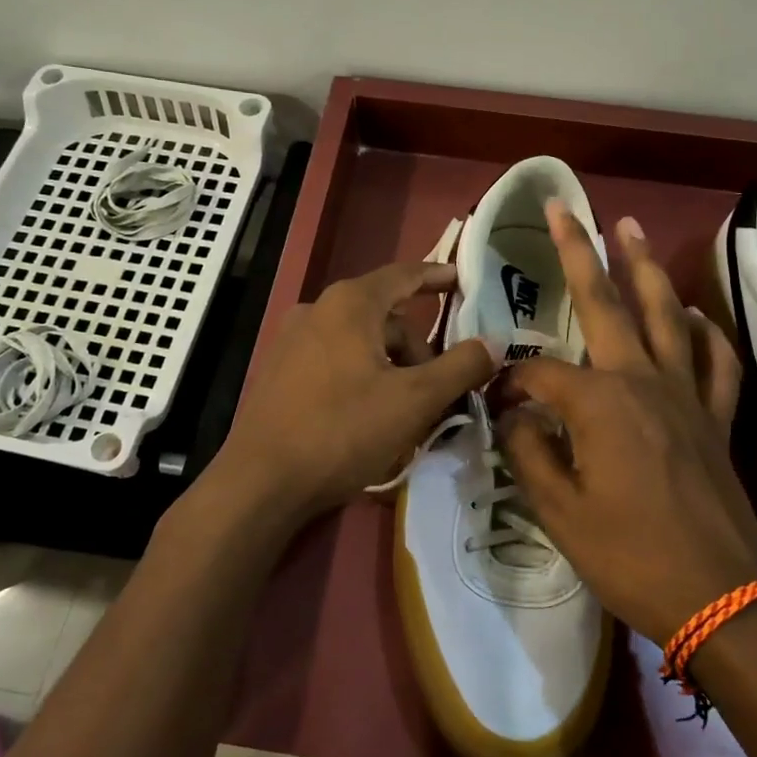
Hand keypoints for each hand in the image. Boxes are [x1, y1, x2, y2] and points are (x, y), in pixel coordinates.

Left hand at [220, 261, 497, 521]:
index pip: (405, 275)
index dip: (439, 276)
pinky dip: (363, 379)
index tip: (465, 280)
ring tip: (406, 415)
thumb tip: (495, 342)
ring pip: (361, 344)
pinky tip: (369, 419)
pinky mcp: (279, 372)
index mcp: (350, 304)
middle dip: (418, 350)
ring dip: (393, 370)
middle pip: (386, 318)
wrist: (261, 481)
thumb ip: (460, 366)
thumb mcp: (415, 400)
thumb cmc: (343, 430)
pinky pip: (336, 362)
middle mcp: (317, 310)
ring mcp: (292, 341)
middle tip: (439, 392)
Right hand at [499, 206, 756, 643]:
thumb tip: (516, 415)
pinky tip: (695, 314)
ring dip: (645, 270)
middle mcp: (643, 381)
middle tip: (565, 209)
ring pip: (665, 315)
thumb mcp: (559, 513)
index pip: (539, 372)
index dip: (510, 382)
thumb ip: (530, 453)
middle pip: (606, 305)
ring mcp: (686, 395)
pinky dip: (705, 332)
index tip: (496, 405)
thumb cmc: (631, 557)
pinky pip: (714, 361)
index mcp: (599, 403)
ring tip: (630, 228)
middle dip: (580, 254)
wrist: (722, 596)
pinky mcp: (716, 417)